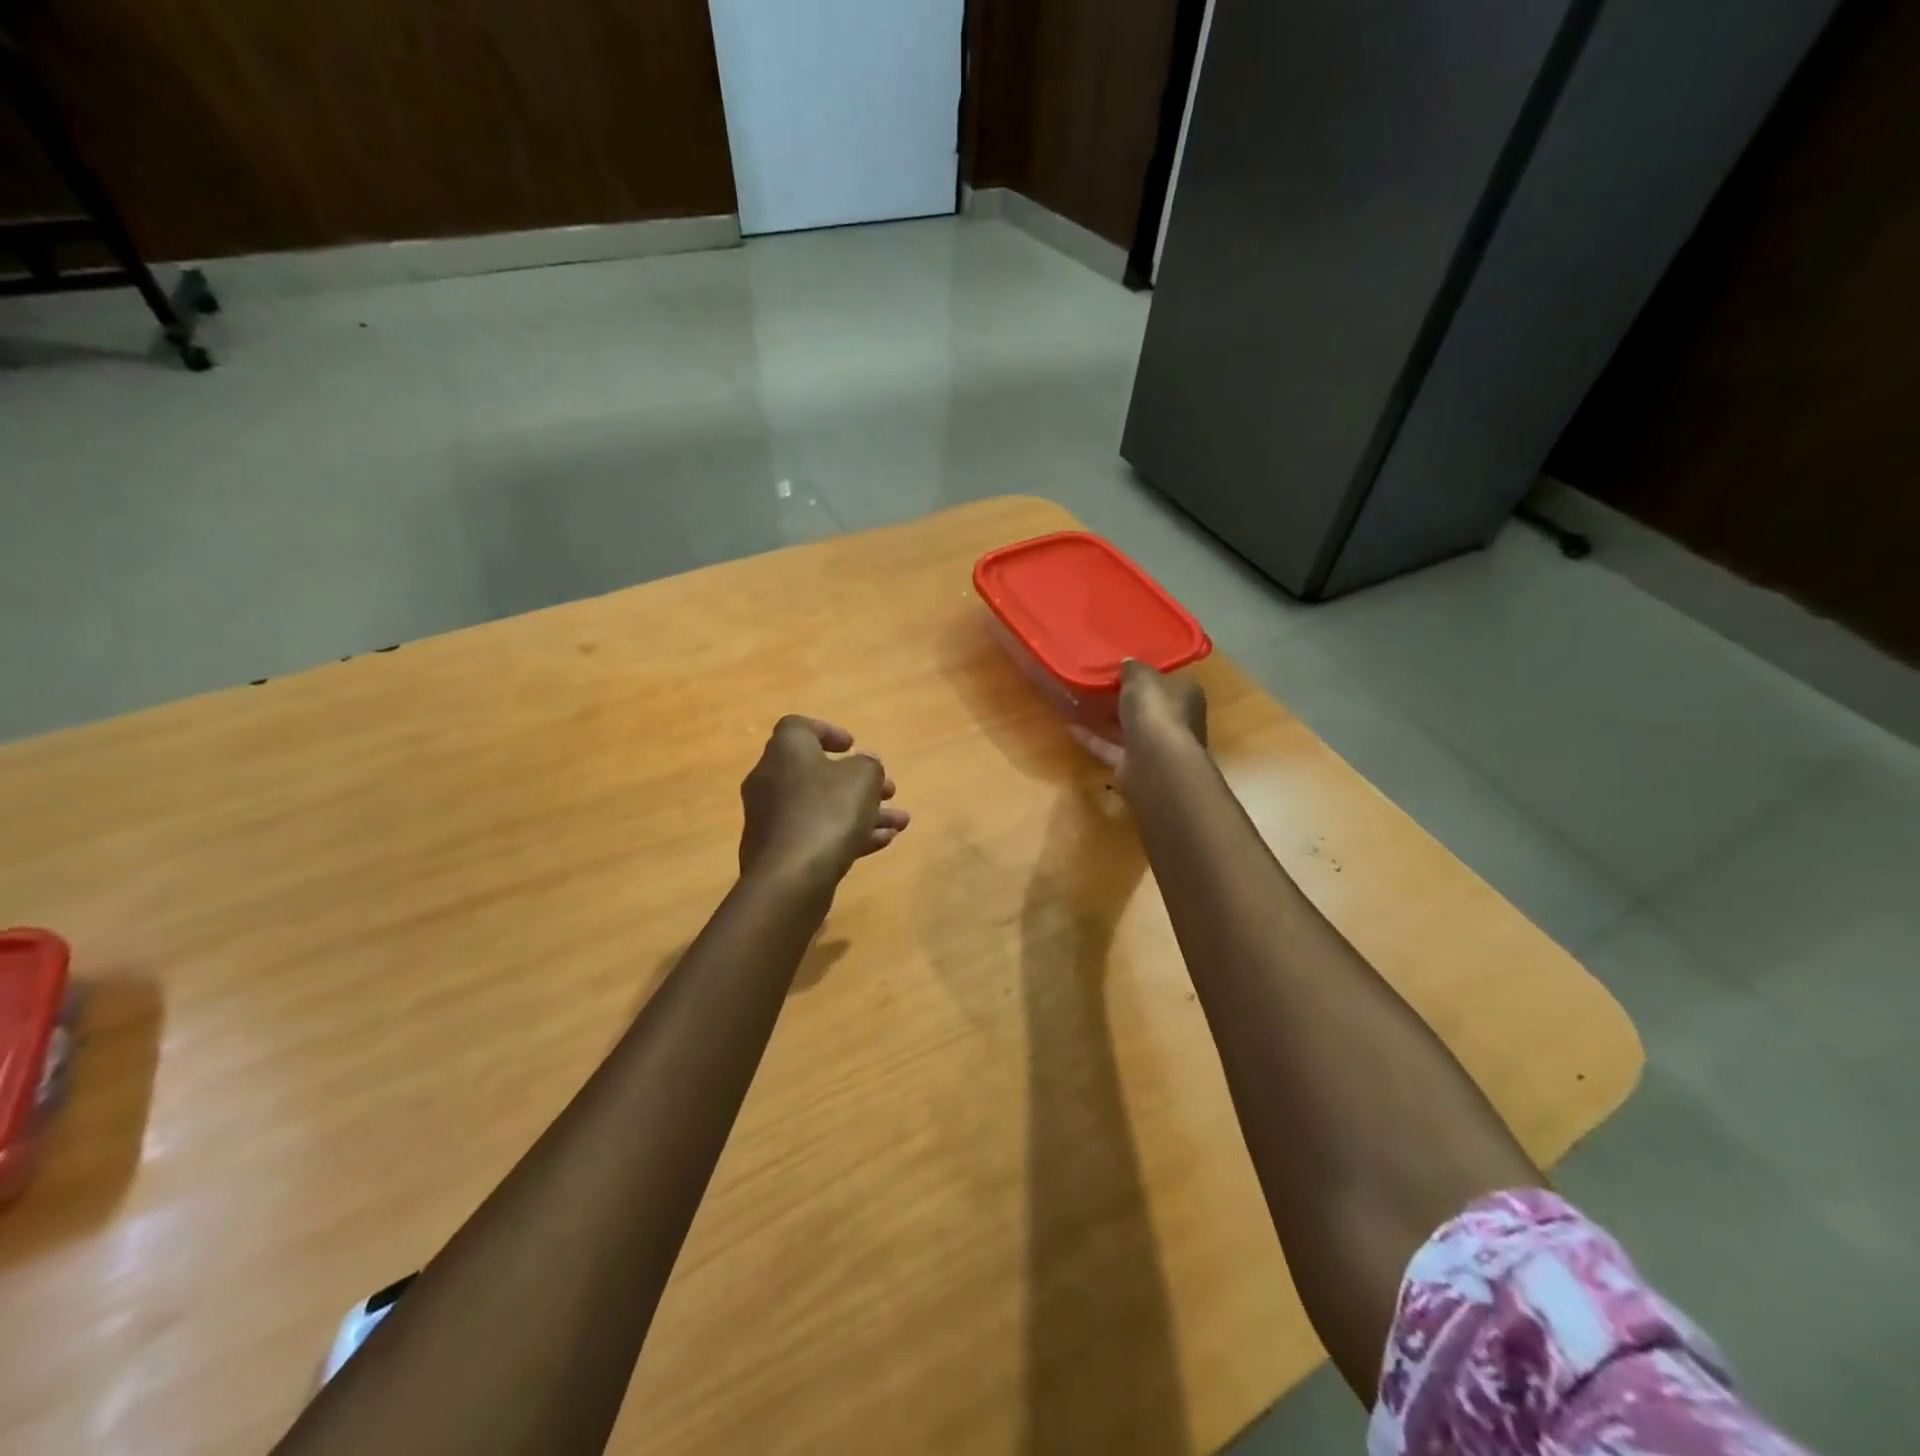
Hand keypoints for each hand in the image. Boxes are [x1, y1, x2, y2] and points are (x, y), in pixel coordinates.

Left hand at [739, 717, 910, 886]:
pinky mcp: (778, 852)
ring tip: (900, 823)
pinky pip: (816, 834)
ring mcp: (772, 818)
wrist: (790, 879)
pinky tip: (883, 843)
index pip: (799, 728)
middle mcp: (771, 780)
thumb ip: (869, 766)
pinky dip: (847, 834)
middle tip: (888, 790)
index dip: (828, 732)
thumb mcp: (863, 778)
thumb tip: (864, 765)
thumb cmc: (828, 812)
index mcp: (785, 751)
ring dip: (862, 812)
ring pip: (823, 807)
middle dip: (858, 782)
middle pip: (817, 772)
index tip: (853, 746)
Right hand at [1069, 661, 1207, 788]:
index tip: (1123, 668)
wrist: (1155, 762)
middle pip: (1149, 707)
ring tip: (1080, 703)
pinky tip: (1070, 727)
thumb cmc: (1155, 710)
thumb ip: (1133, 669)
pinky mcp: (1134, 765)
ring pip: (1130, 729)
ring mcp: (1155, 746)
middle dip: (1127, 698)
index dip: (1147, 674)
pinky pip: (1110, 748)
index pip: (1168, 681)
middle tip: (1098, 684)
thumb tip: (1128, 663)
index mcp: (1186, 695)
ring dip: (1108, 718)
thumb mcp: (1141, 676)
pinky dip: (1092, 739)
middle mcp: (1176, 721)